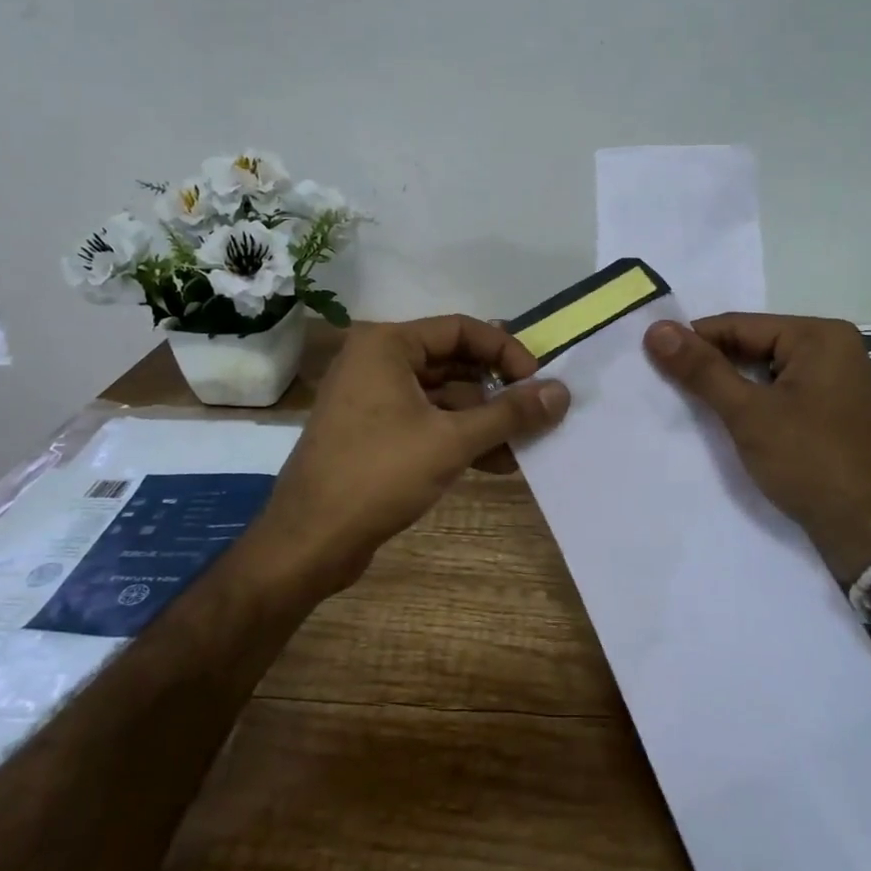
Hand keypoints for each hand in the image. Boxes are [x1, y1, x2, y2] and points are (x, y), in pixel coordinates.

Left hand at [252, 316, 570, 602]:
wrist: (309, 541)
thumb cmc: (378, 474)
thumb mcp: (452, 440)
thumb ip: (509, 413)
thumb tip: (562, 393)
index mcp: (387, 345)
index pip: (461, 329)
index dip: (506, 351)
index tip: (538, 382)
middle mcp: (377, 362)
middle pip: (454, 362)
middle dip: (497, 390)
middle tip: (537, 412)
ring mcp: (373, 399)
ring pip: (443, 397)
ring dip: (484, 419)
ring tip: (524, 445)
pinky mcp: (374, 434)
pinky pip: (427, 422)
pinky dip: (460, 437)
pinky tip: (497, 463)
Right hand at [645, 314, 870, 586]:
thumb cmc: (812, 462)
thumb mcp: (749, 413)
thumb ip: (701, 369)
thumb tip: (655, 329)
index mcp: (819, 335)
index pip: (739, 325)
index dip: (693, 341)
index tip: (650, 358)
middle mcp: (832, 348)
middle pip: (753, 345)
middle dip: (711, 365)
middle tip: (663, 382)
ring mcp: (835, 381)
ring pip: (765, 371)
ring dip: (729, 386)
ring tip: (686, 401)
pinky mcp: (832, 411)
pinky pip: (780, 393)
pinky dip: (752, 403)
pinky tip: (725, 419)